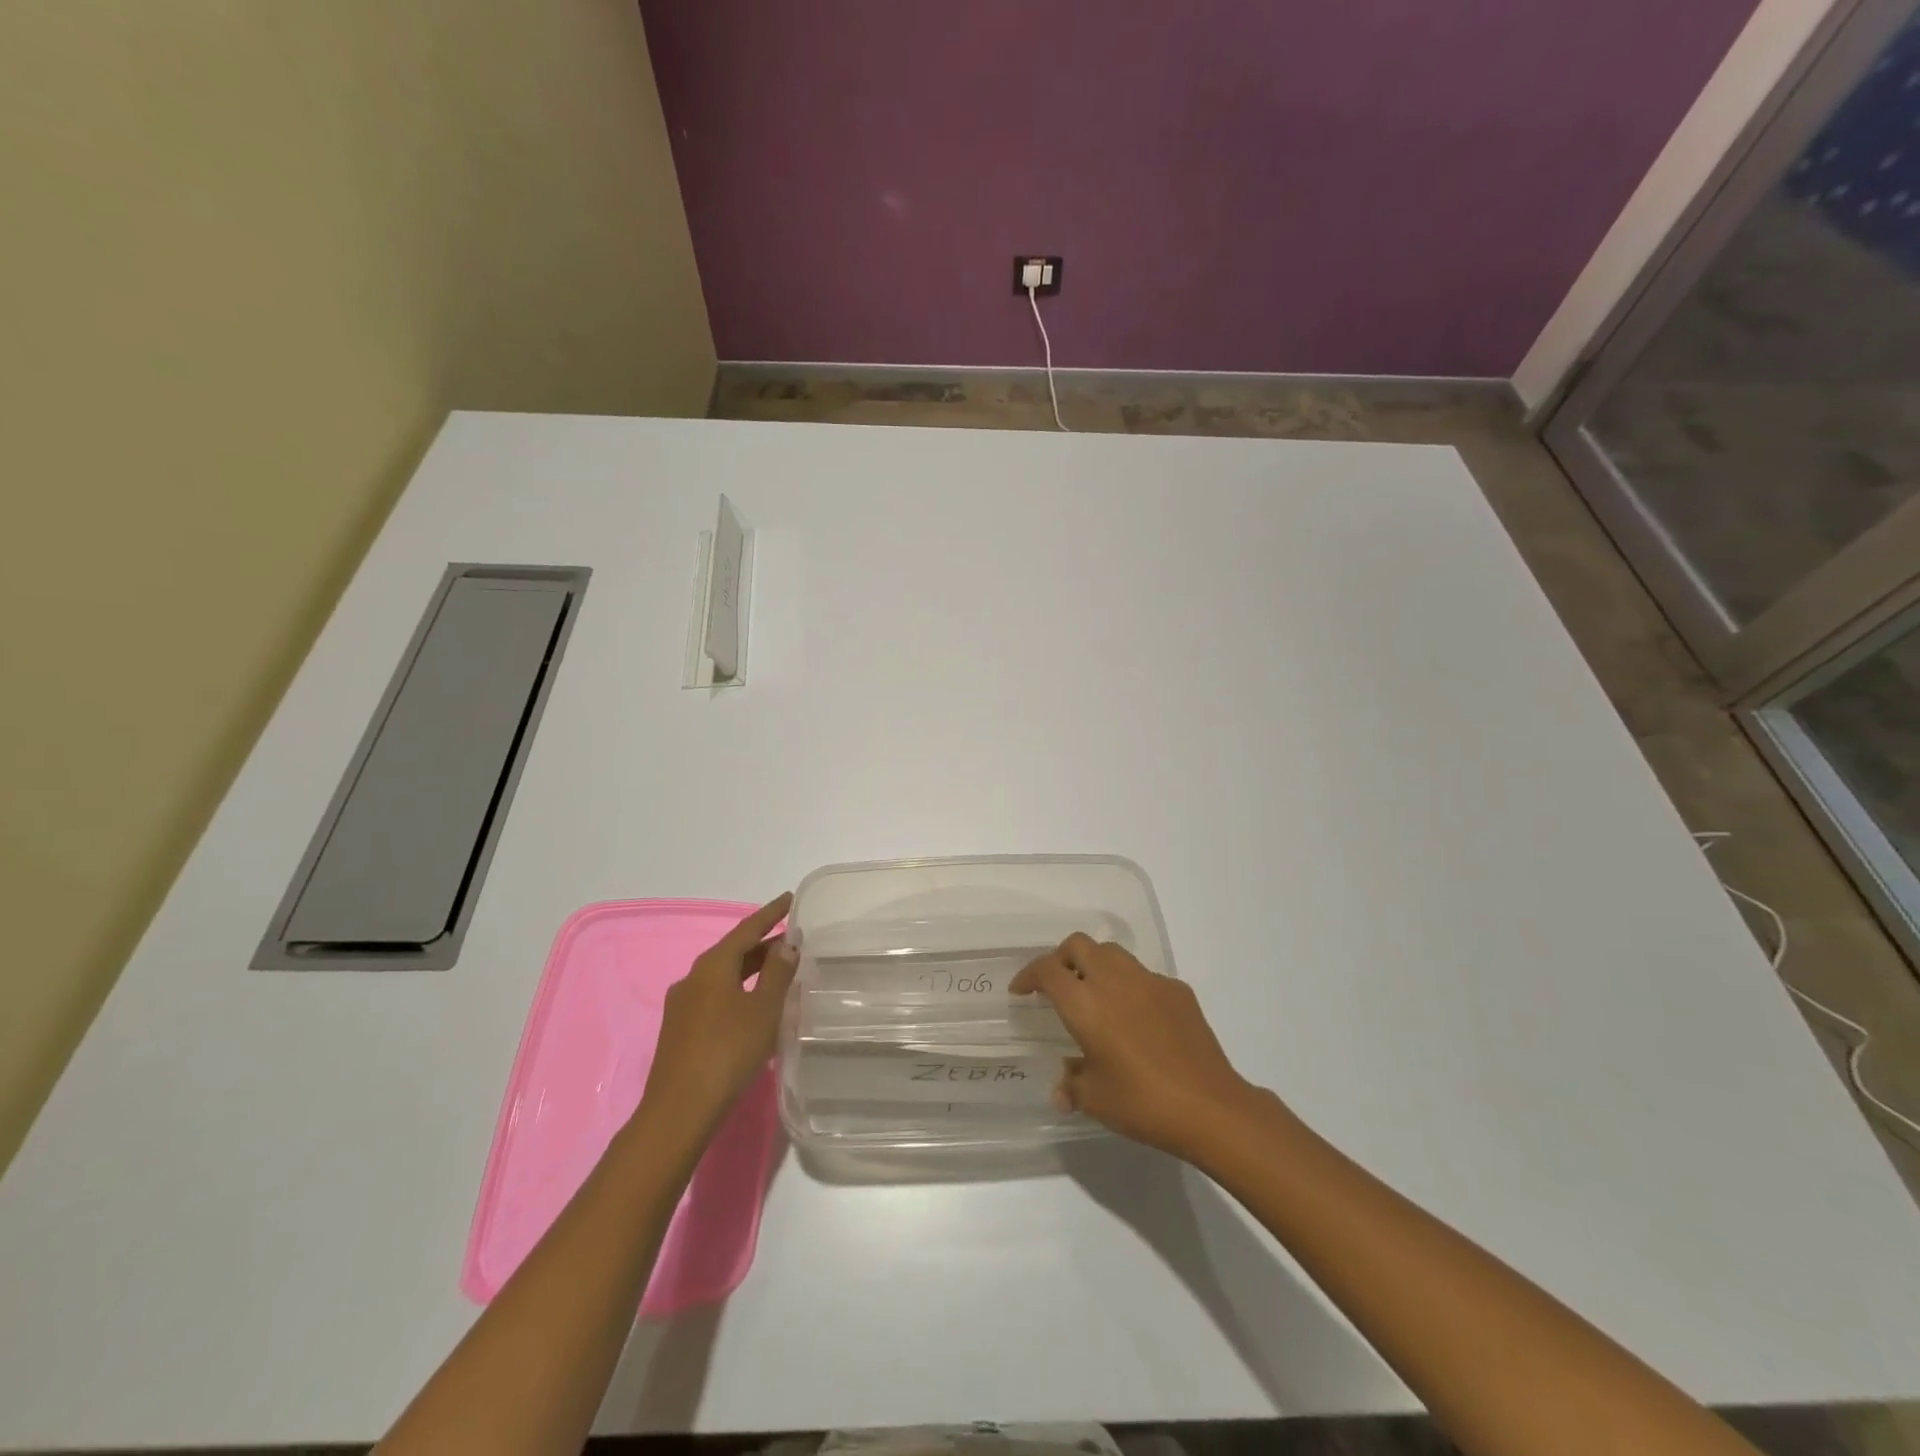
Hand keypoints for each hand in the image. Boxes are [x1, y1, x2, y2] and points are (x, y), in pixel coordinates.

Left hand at [638, 893, 796, 1136]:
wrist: (679, 1109)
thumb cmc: (728, 1051)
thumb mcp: (763, 1010)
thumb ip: (778, 973)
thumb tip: (786, 944)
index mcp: (713, 965)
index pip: (747, 928)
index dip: (771, 914)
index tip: (789, 899)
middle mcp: (693, 977)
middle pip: (733, 951)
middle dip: (763, 944)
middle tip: (792, 941)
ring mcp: (682, 1004)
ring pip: (723, 976)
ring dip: (751, 969)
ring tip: (778, 972)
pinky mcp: (680, 1029)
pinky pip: (714, 996)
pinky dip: (738, 990)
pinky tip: (752, 1006)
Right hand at [1011, 932, 1260, 1158]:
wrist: (1210, 1106)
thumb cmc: (1142, 1102)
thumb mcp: (1095, 1099)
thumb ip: (1071, 1085)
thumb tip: (1061, 1089)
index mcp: (1085, 1002)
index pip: (1047, 970)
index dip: (1029, 975)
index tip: (1021, 991)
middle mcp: (1113, 980)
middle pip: (1078, 945)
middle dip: (1060, 959)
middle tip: (1056, 985)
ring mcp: (1148, 981)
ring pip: (1112, 953)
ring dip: (1095, 965)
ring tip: (1095, 994)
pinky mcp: (1177, 989)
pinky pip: (1143, 976)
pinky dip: (1130, 985)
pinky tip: (1136, 1017)